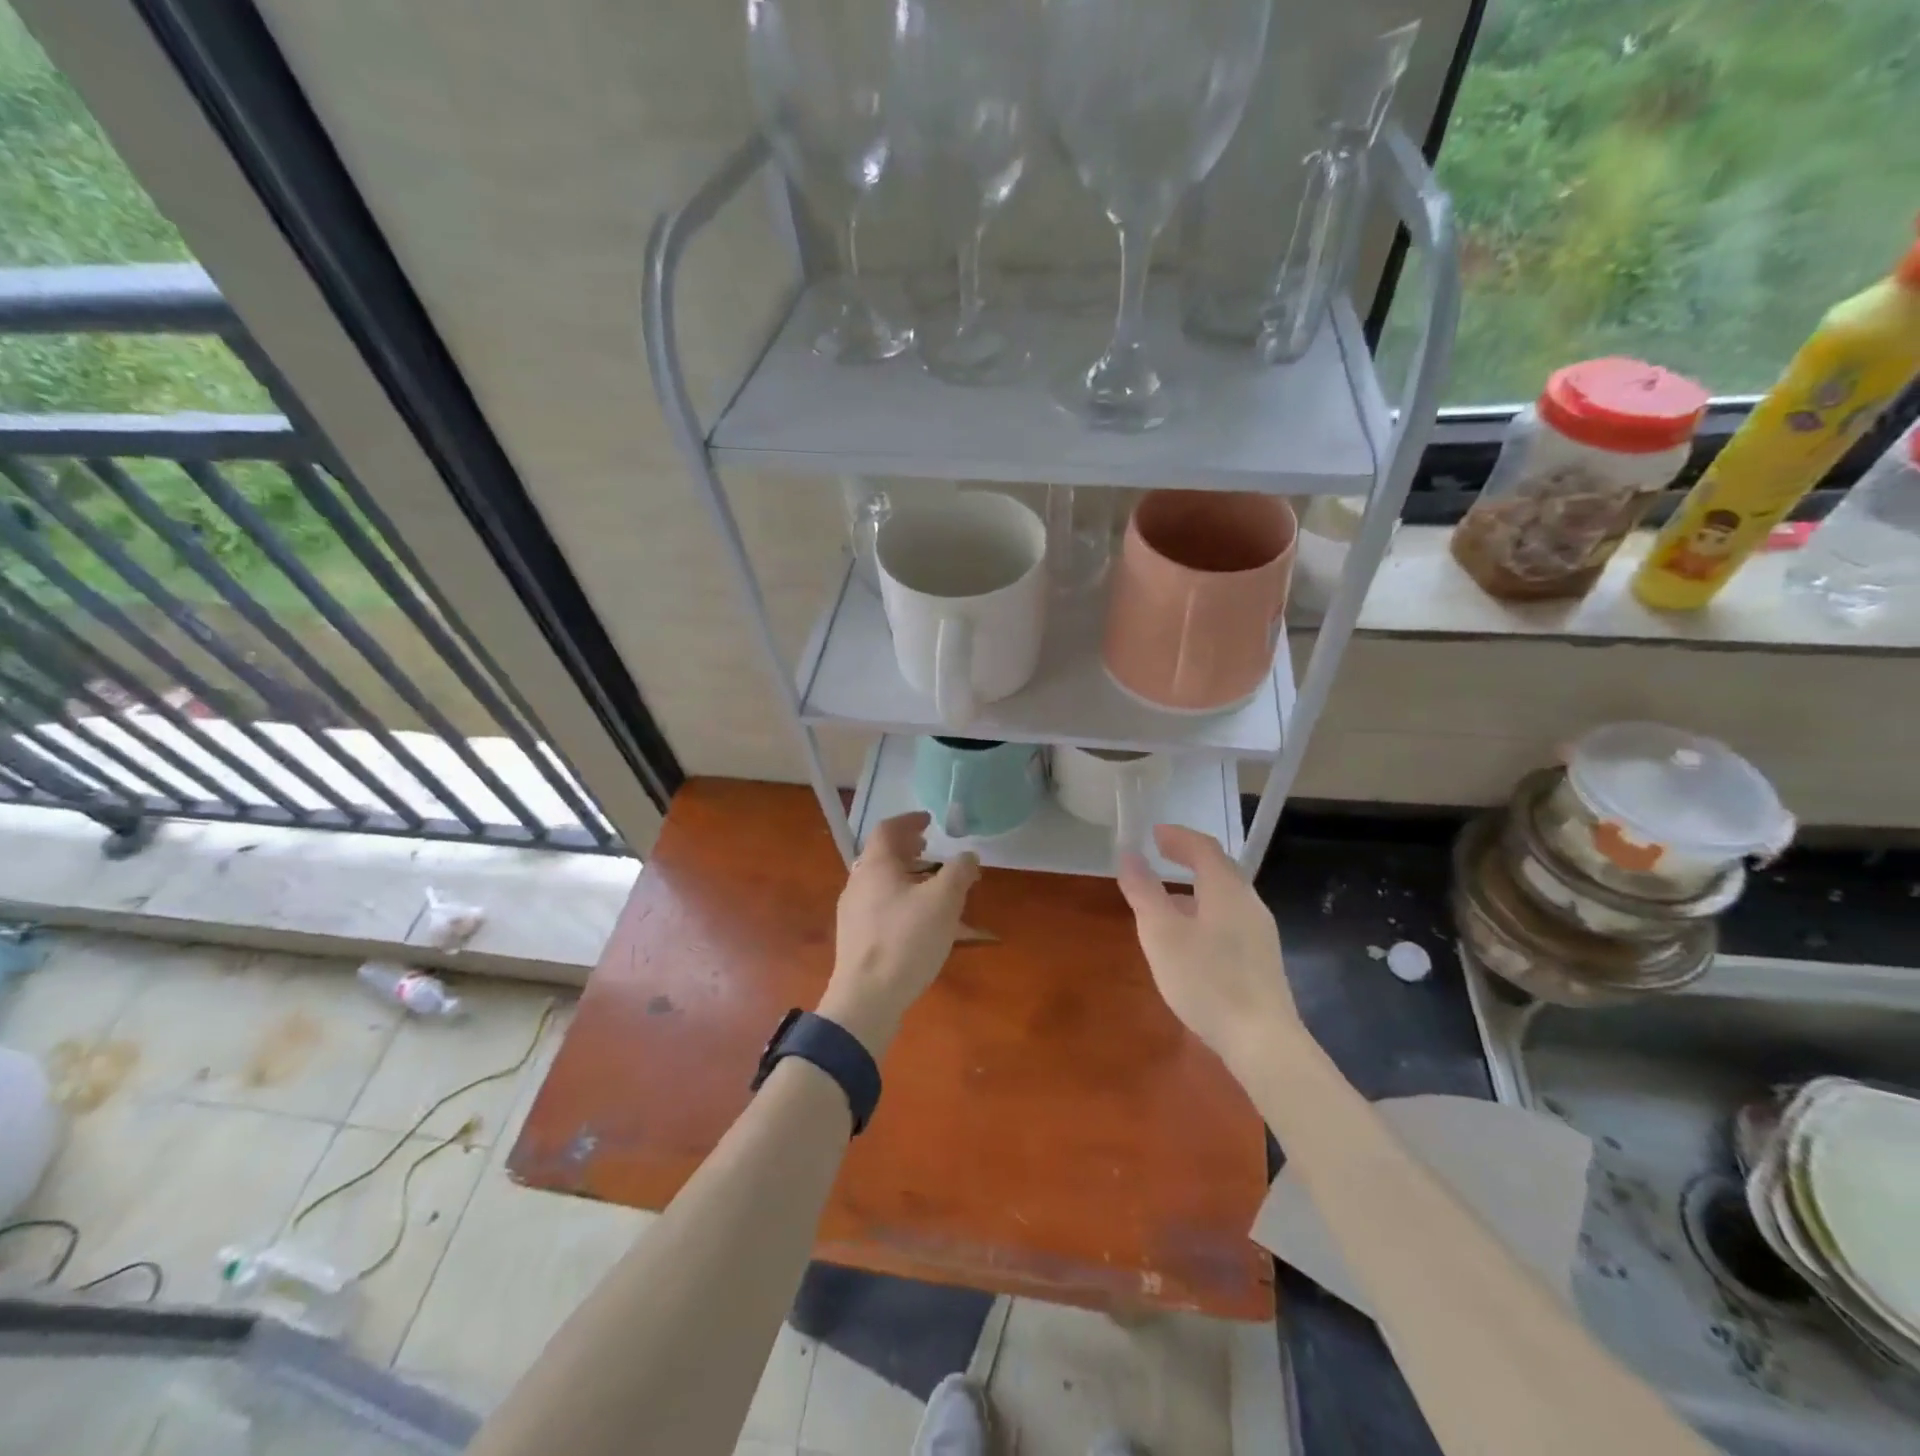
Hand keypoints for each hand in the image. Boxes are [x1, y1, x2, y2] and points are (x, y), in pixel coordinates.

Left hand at [820, 812, 979, 1057]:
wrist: (866, 998)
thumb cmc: (906, 940)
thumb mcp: (944, 901)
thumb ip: (959, 872)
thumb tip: (968, 856)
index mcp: (876, 865)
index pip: (887, 829)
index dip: (909, 820)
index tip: (930, 821)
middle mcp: (859, 882)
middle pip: (883, 855)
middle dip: (909, 849)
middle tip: (932, 849)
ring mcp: (854, 912)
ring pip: (883, 883)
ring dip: (908, 876)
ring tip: (934, 885)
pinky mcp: (857, 939)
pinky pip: (882, 907)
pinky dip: (903, 901)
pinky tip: (923, 922)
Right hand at [1117, 825, 1298, 1079]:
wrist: (1262, 1041)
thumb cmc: (1207, 979)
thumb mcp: (1162, 933)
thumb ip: (1144, 892)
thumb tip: (1129, 855)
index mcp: (1227, 889)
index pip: (1204, 847)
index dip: (1178, 836)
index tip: (1153, 834)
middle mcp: (1249, 903)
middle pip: (1220, 869)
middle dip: (1188, 859)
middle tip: (1160, 855)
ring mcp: (1260, 933)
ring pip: (1225, 897)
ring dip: (1195, 887)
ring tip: (1166, 898)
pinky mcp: (1261, 960)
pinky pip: (1230, 919)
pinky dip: (1205, 911)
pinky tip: (1189, 938)